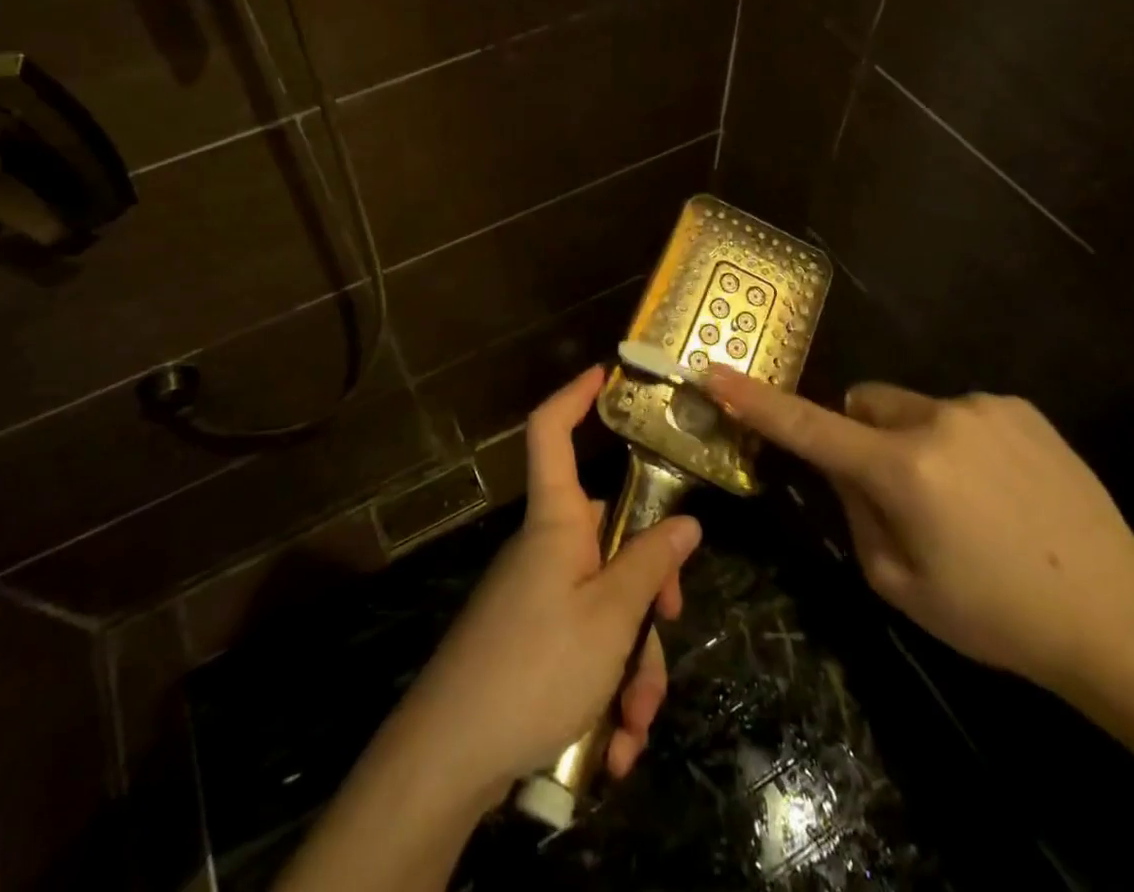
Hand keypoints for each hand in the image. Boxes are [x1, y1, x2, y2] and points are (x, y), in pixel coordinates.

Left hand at [390, 366, 701, 802]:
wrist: (448, 758)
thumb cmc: (534, 667)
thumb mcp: (609, 616)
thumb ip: (650, 564)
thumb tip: (685, 522)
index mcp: (556, 521)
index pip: (551, 432)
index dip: (574, 397)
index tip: (604, 374)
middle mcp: (548, 548)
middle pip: (611, 539)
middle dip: (648, 594)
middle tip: (667, 630)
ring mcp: (539, 596)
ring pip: (607, 606)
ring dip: (632, 666)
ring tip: (632, 727)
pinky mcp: (533, 642)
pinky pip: (586, 647)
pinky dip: (606, 692)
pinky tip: (611, 747)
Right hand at [704, 365, 1133, 689]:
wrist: (1119, 614)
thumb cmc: (997, 615)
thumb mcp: (901, 585)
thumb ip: (856, 515)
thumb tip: (845, 470)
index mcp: (902, 471)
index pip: (809, 427)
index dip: (757, 401)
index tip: (715, 372)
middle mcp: (936, 421)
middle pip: (864, 403)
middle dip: (863, 435)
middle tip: (897, 491)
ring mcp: (981, 408)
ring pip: (912, 408)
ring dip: (915, 441)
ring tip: (967, 500)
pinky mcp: (1018, 407)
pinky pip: (959, 412)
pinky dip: (959, 440)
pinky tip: (1003, 490)